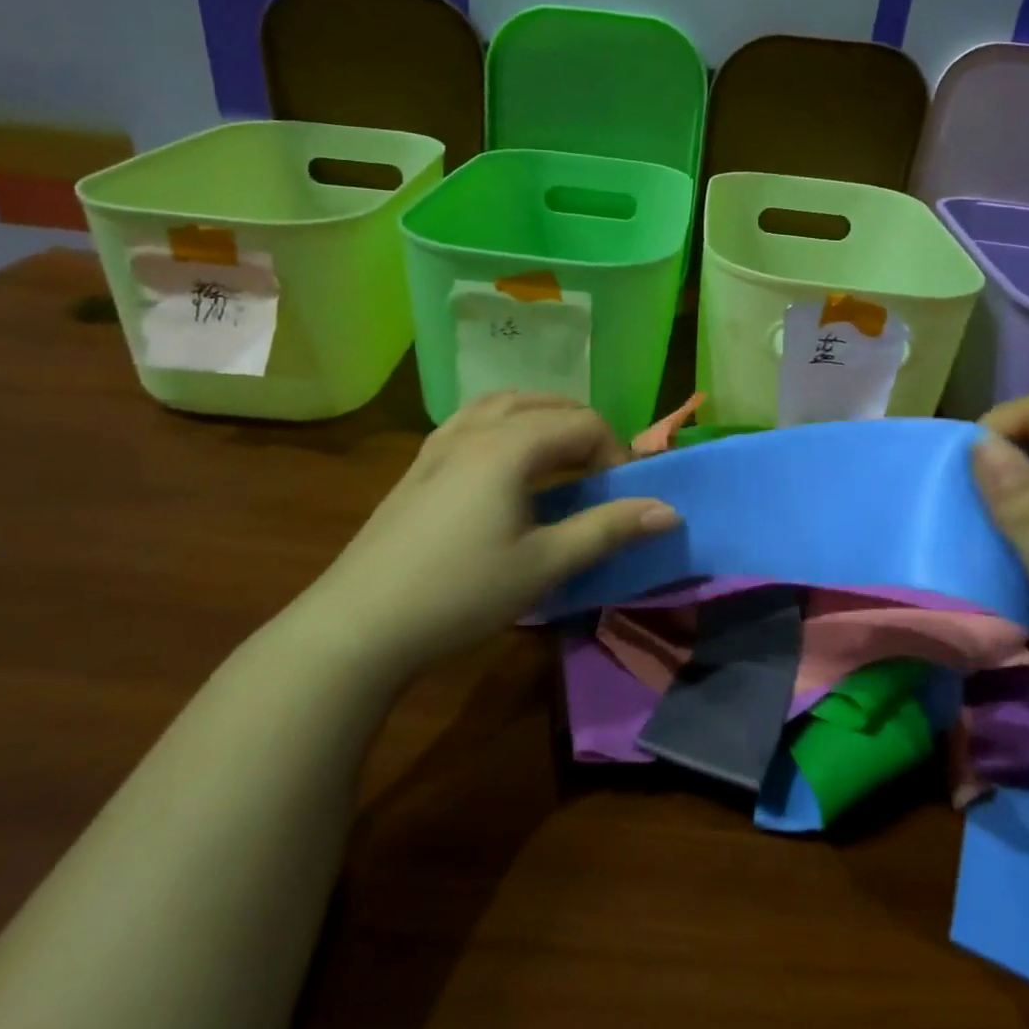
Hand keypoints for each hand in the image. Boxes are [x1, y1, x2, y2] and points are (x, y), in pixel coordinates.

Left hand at [294, 393, 678, 676]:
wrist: (360, 623)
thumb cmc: (461, 593)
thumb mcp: (544, 565)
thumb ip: (607, 530)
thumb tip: (668, 510)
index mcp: (510, 446)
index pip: (583, 423)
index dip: (615, 454)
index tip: (621, 499)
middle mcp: (477, 428)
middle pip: (547, 405)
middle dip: (584, 434)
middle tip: (598, 481)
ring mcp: (442, 441)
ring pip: (507, 404)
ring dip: (544, 422)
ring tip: (559, 463)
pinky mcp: (420, 462)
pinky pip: (474, 420)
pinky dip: (506, 426)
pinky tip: (504, 463)